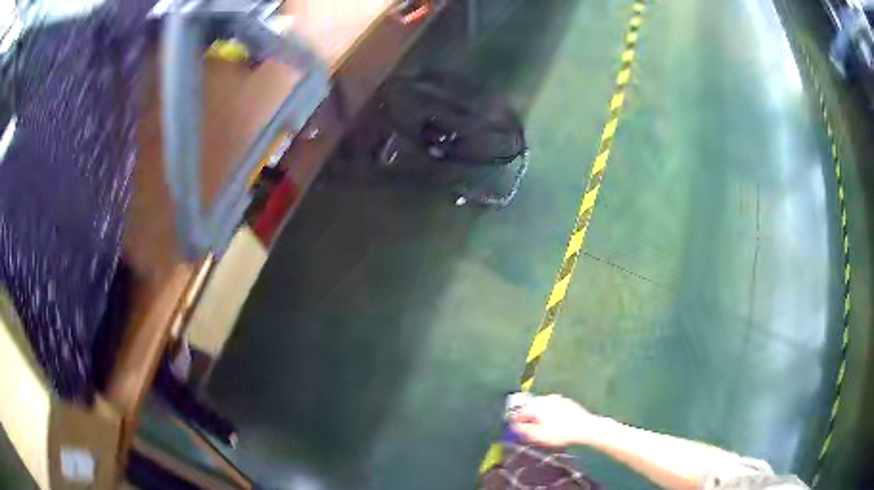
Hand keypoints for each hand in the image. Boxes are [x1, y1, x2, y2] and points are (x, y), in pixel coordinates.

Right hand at [507, 394, 606, 447]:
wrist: (584, 427)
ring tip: (540, 426)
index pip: (519, 411)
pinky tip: (553, 421)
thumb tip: (515, 426)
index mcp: (536, 406)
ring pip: (541, 405)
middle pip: (530, 406)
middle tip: (527, 428)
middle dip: (526, 416)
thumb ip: (524, 430)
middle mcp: (544, 398)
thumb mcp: (539, 436)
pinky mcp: (566, 401)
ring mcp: (556, 398)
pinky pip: (552, 405)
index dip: (514, 420)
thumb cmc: (560, 433)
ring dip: (537, 413)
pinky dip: (548, 412)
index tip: (514, 429)